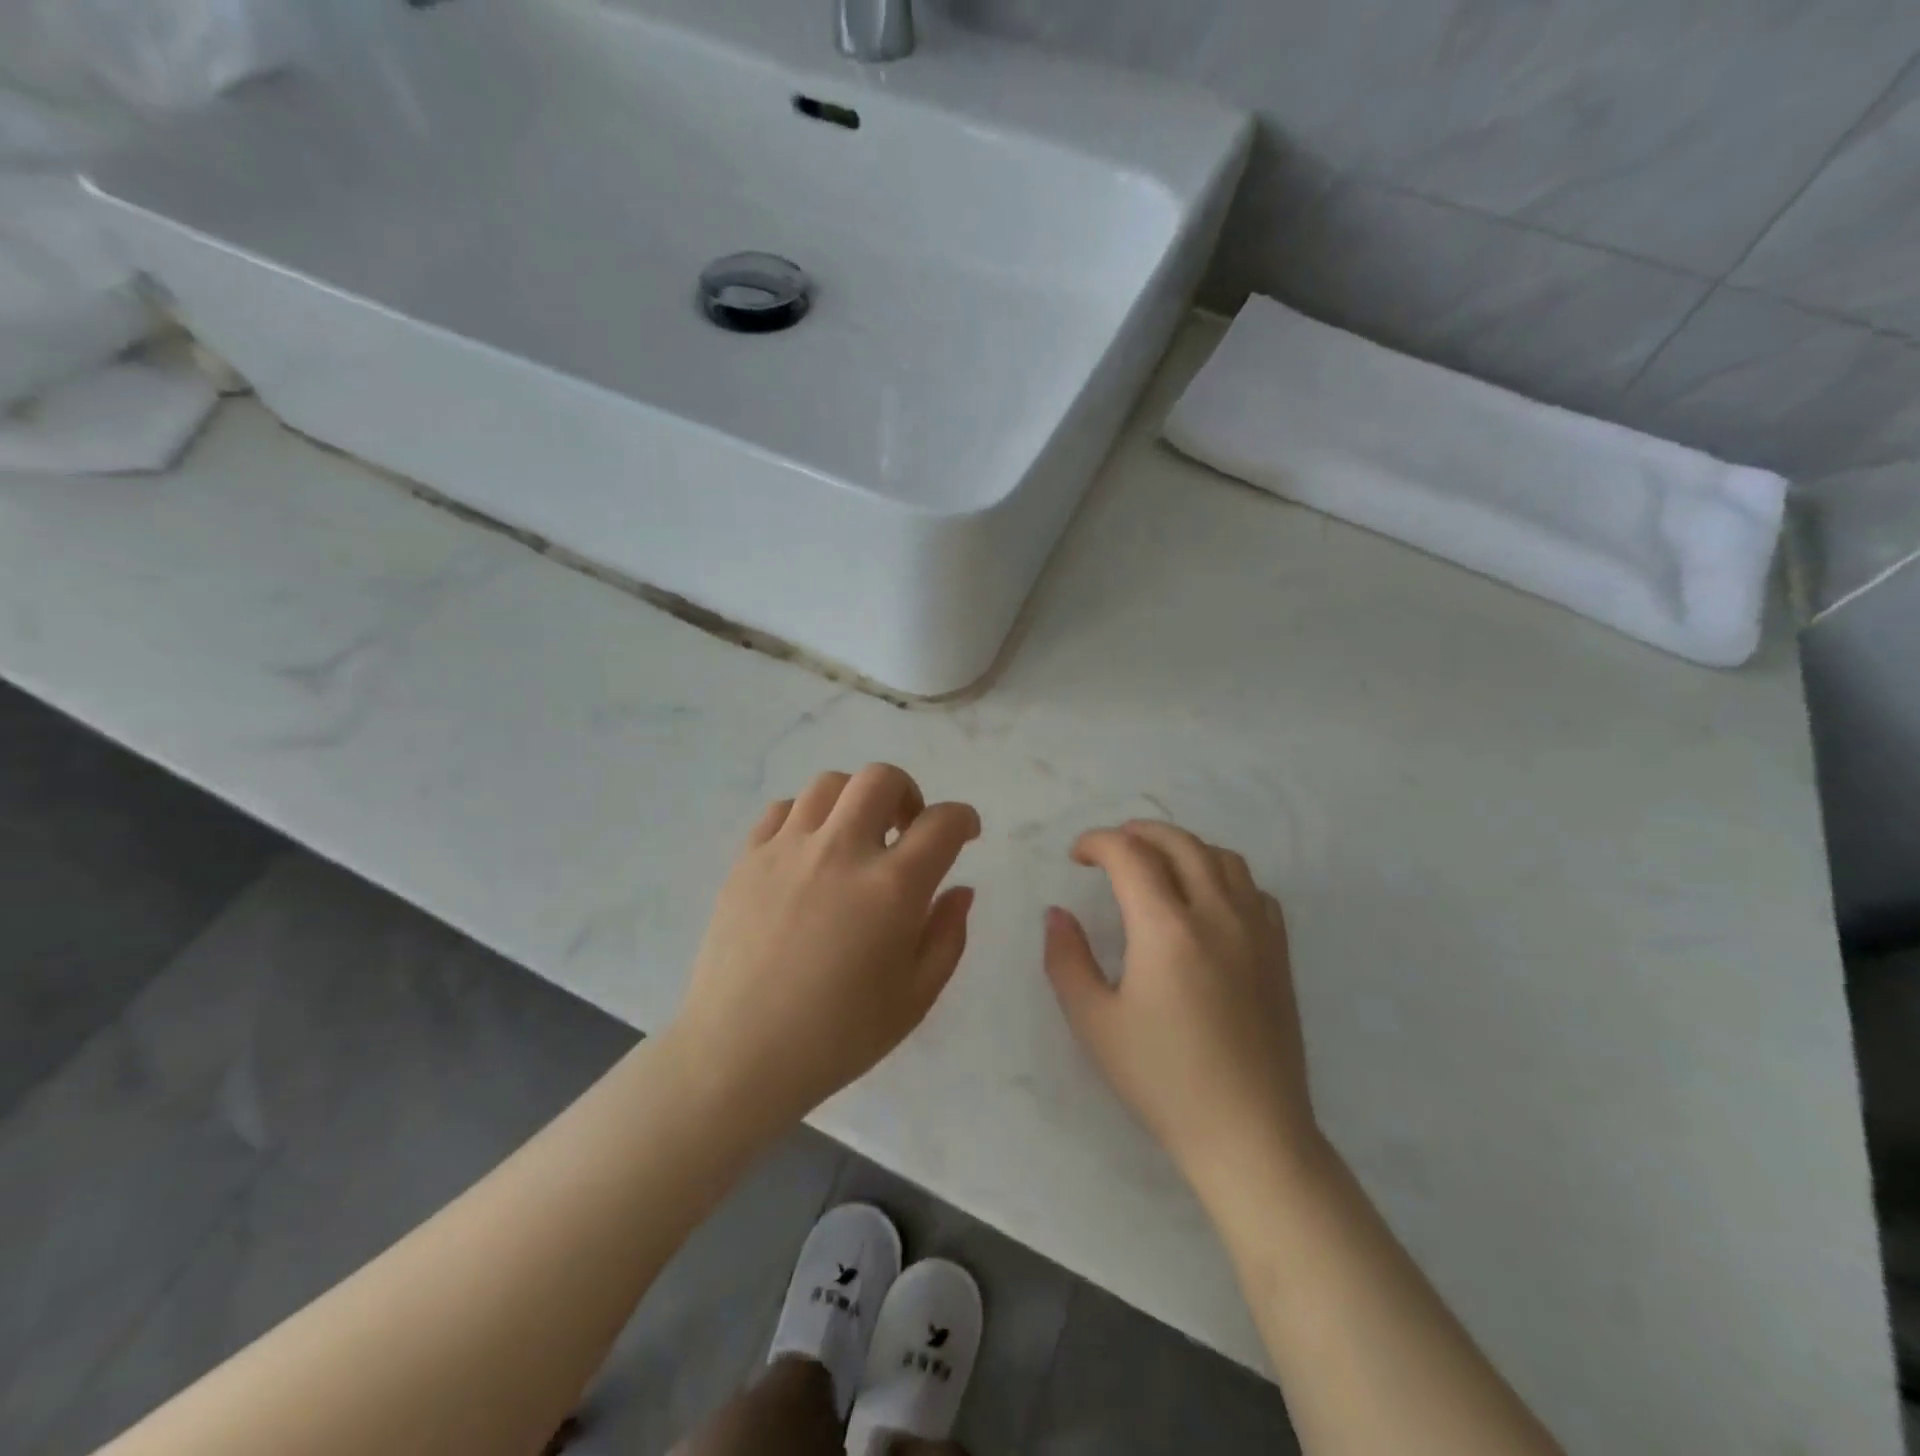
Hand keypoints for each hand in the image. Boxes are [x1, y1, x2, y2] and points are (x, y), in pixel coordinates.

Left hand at [670, 765, 980, 1129]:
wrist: (739, 1055)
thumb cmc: (838, 1036)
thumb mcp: (915, 997)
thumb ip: (947, 936)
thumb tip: (960, 890)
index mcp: (892, 887)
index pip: (942, 823)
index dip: (963, 819)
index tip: (965, 832)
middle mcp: (842, 851)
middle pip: (881, 779)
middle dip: (908, 793)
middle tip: (907, 828)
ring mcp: (788, 849)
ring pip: (830, 784)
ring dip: (855, 800)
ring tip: (856, 836)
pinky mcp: (747, 858)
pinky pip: (782, 809)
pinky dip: (807, 816)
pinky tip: (809, 850)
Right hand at [1043, 822, 1321, 1194]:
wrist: (1250, 1133)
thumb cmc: (1163, 1079)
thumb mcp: (1094, 1023)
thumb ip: (1067, 959)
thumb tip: (1057, 914)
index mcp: (1166, 928)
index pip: (1130, 854)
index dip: (1097, 842)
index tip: (1077, 856)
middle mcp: (1216, 914)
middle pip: (1178, 842)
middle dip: (1137, 832)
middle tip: (1110, 849)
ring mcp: (1256, 930)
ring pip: (1221, 857)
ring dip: (1182, 846)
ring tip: (1156, 865)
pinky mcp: (1279, 952)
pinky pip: (1253, 889)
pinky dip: (1223, 875)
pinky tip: (1207, 901)